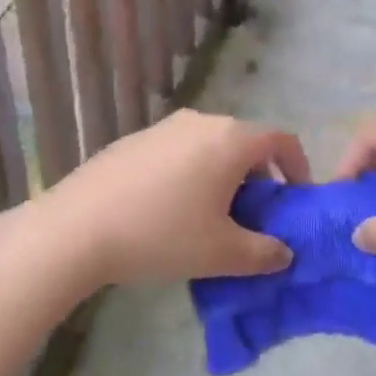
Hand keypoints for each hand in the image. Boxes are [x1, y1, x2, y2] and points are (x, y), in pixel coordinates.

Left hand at [40, 109, 308, 286]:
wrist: (78, 227)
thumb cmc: (162, 234)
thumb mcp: (221, 254)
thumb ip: (264, 253)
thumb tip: (284, 253)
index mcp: (231, 140)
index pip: (281, 140)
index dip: (297, 168)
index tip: (294, 200)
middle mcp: (202, 122)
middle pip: (246, 141)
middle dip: (258, 176)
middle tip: (254, 216)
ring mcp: (165, 127)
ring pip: (211, 146)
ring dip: (223, 175)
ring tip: (211, 216)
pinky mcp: (136, 139)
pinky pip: (180, 150)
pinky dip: (191, 172)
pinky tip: (170, 209)